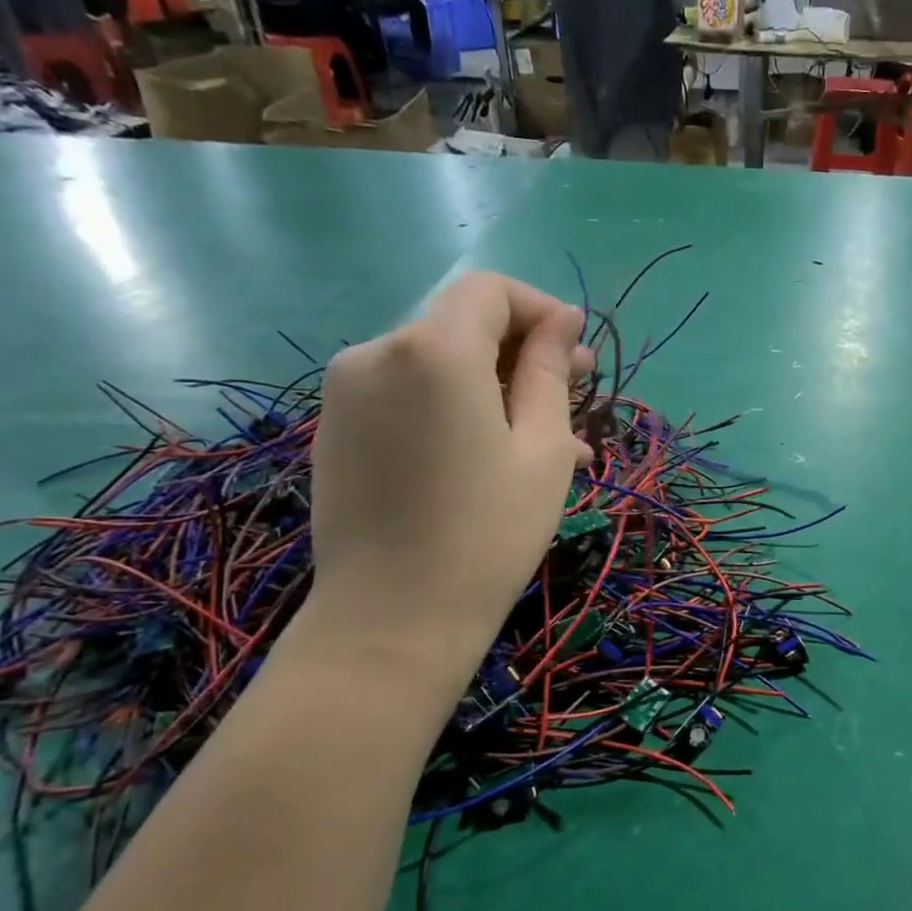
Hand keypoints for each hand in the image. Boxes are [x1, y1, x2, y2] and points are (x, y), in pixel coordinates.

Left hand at [309, 272, 594, 650]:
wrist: (391, 620)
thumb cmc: (487, 533)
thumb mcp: (543, 449)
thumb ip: (549, 371)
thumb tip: (562, 320)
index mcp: (434, 351)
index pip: (489, 291)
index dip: (540, 311)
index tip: (577, 357)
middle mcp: (377, 352)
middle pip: (461, 325)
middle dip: (522, 352)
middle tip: (575, 400)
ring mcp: (346, 391)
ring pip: (437, 364)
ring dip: (494, 387)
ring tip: (547, 443)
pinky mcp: (334, 427)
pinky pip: (407, 396)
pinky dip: (453, 408)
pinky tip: (491, 455)